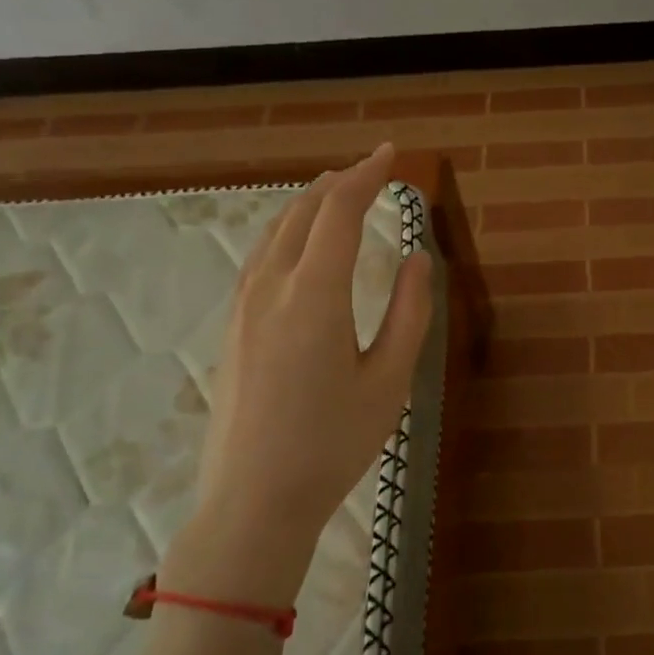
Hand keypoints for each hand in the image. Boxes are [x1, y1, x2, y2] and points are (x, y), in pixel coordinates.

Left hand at [164, 144, 433, 609]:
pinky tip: (300, 246)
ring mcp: (243, 308)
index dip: (366, 177)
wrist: (254, 499)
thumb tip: (420, 258)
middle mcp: (270, 288)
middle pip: (300, 214)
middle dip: (336, 184)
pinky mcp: (233, 328)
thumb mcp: (390, 380)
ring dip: (308, 206)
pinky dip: (287, 233)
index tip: (390, 155)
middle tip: (369, 171)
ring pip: (273, 234)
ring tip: (337, 196)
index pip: (339, 214)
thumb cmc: (334, 443)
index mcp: (314, 295)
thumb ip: (410, 312)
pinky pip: (260, 259)